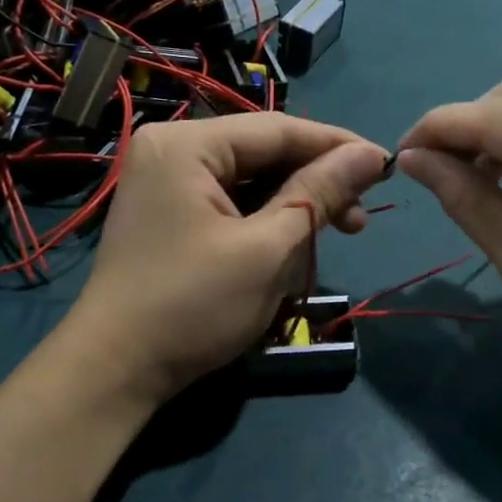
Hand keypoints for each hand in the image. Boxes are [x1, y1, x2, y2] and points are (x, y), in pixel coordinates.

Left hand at [70, 113, 389, 404]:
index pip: (278, 130)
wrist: (115, 371)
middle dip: (314, 187)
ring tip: (329, 241)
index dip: (337, 146)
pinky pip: (230, 205)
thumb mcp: (267, 249)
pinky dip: (264, 226)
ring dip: (292, 212)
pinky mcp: (169, 214)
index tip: (386, 166)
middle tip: (359, 221)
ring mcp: (166, 183)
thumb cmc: (193, 306)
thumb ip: (319, 194)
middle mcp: (172, 151)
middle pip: (264, 154)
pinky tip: (289, 252)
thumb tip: (370, 154)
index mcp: (186, 144)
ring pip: (251, 183)